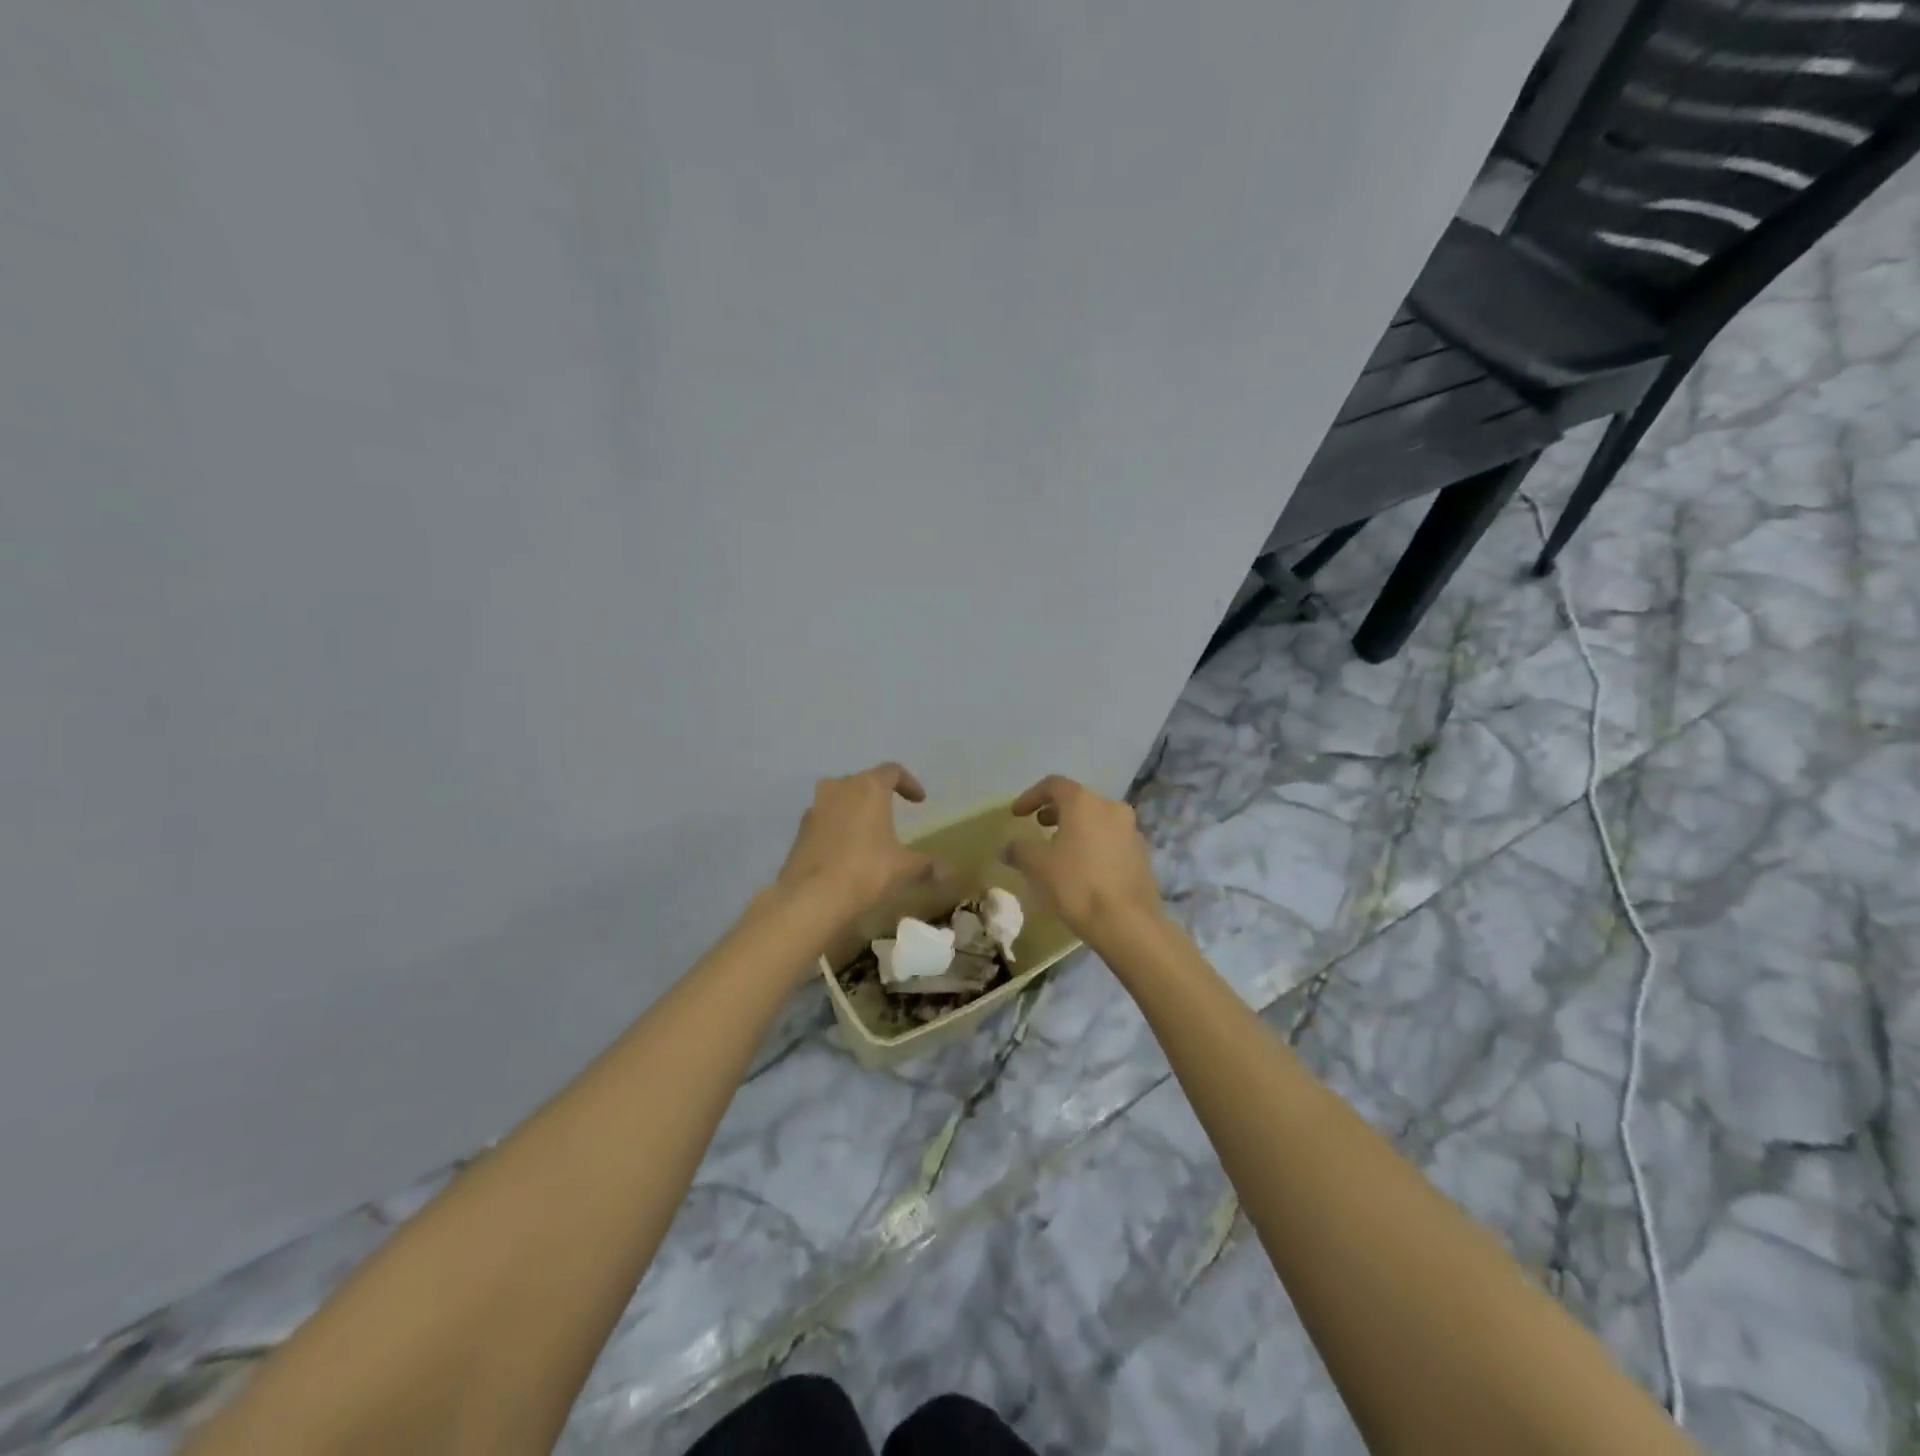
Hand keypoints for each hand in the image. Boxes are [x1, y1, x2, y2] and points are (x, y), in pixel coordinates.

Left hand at [774, 763, 938, 920]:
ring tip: (867, 830)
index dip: (909, 783)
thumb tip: (949, 872)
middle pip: (863, 781)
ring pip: (839, 797)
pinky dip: (837, 825)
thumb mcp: (903, 868)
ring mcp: (816, 806)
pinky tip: (845, 849)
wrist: (812, 896)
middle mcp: (840, 787)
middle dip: (879, 794)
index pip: (892, 771)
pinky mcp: (800, 828)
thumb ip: (927, 864)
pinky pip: (824, 818)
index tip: (919, 800)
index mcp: (869, 787)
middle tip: (892, 812)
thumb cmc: (866, 871)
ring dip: (854, 808)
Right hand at [1002, 775, 1164, 939]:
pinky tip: (1084, 866)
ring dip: (1076, 826)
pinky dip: (1094, 842)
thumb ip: (1019, 850)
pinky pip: (1112, 837)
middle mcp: (1111, 807)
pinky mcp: (1141, 852)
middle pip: (1078, 799)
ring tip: (1060, 847)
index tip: (1017, 814)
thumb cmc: (1077, 885)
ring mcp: (1131, 829)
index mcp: (1084, 803)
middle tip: (1039, 826)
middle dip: (1055, 811)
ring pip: (1097, 818)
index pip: (1053, 785)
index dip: (1031, 796)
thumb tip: (1006, 847)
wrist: (1127, 922)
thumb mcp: (1038, 867)